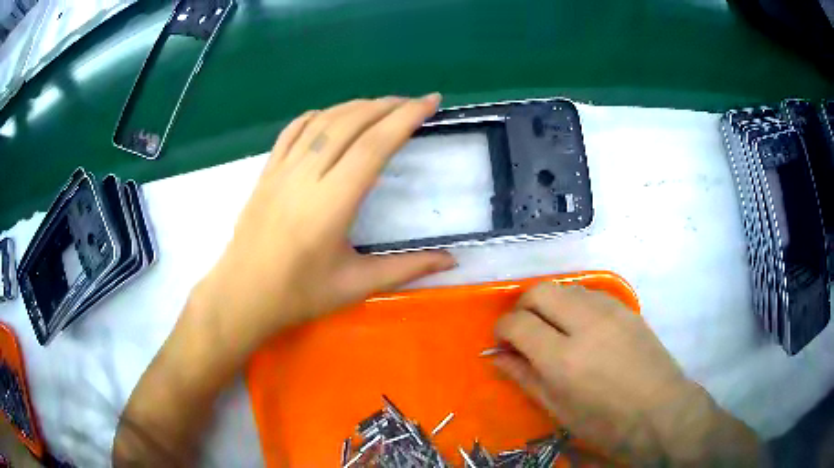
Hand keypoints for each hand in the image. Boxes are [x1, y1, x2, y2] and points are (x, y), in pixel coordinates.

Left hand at [194, 95, 454, 348]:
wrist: (241, 296)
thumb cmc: (298, 295)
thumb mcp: (356, 285)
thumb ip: (407, 268)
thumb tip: (451, 261)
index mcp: (331, 204)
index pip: (374, 146)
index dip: (405, 118)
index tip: (430, 102)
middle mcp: (306, 177)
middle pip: (350, 124)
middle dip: (387, 105)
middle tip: (414, 103)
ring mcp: (281, 171)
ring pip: (322, 122)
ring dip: (356, 106)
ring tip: (382, 105)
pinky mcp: (266, 172)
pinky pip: (292, 131)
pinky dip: (318, 115)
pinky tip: (333, 116)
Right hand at [492, 283, 760, 464]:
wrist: (660, 411)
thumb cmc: (606, 422)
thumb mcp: (559, 409)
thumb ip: (525, 377)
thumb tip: (499, 356)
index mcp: (563, 359)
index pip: (517, 323)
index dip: (502, 329)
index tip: (503, 342)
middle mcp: (585, 324)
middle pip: (539, 291)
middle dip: (522, 307)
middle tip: (522, 330)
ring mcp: (609, 310)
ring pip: (565, 287)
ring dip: (548, 302)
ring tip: (551, 328)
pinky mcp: (625, 307)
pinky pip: (589, 292)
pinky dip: (573, 302)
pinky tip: (578, 325)